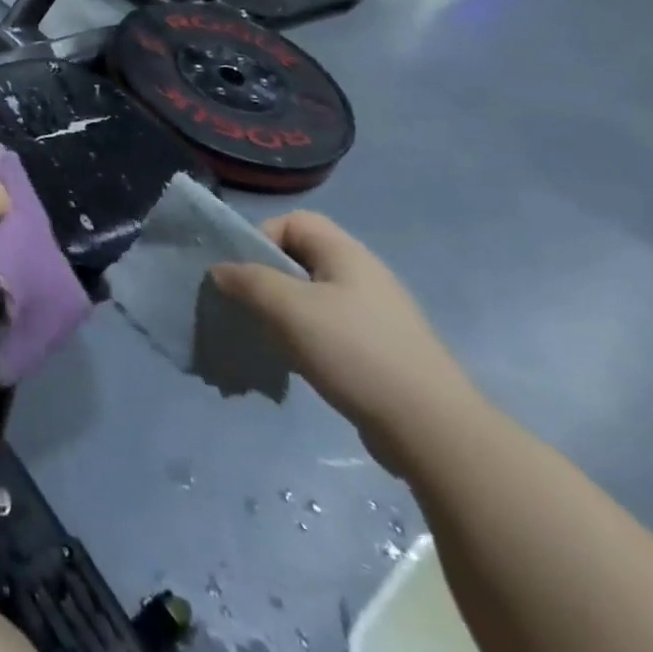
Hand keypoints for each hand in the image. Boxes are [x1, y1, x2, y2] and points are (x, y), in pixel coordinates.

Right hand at [212, 211, 481, 473]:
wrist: (432, 429)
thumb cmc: (355, 352)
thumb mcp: (289, 309)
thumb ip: (248, 282)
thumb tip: (220, 270)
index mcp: (346, 254)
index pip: (293, 222)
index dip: (262, 239)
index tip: (245, 274)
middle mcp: (363, 275)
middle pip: (301, 259)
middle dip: (268, 280)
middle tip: (249, 308)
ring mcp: (376, 315)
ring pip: (313, 298)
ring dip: (285, 314)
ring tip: (270, 341)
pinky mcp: (381, 351)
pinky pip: (330, 330)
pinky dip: (307, 341)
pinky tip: (299, 365)